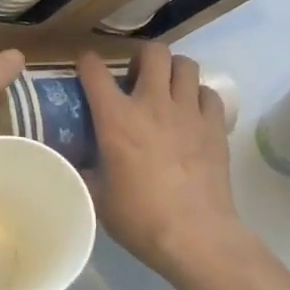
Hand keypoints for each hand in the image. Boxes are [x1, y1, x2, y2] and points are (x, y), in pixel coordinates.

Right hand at [79, 43, 249, 280]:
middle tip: (136, 78)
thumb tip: (74, 163)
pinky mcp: (215, 127)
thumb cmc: (139, 218)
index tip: (86, 68)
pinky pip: (209, 94)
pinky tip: (192, 113)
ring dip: (173, 71)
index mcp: (116, 118)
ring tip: (167, 89)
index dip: (88, 63)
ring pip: (186, 65)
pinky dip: (198, 96)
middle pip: (153, 52)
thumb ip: (85, 171)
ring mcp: (189, 113)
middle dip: (142, 57)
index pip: (95, 71)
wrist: (195, 236)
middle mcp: (152, 104)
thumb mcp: (97, 196)